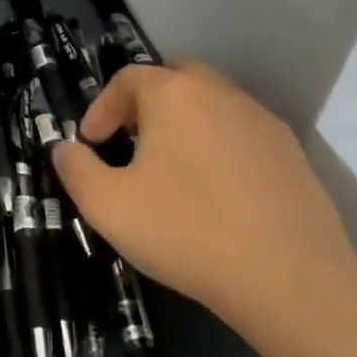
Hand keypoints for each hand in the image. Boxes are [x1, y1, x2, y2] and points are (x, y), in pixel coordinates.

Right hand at [51, 60, 356, 339]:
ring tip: (170, 169)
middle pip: (176, 78)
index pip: (129, 78)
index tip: (91, 143)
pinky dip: (219, 146)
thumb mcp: (107, 205)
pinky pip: (242, 134)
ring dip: (185, 123)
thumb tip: (64, 148)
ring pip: (213, 104)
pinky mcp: (291, 154)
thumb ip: (76, 169)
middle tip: (130, 142)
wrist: (288, 278)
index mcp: (174, 96)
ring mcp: (262, 122)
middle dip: (146, 103)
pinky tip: (214, 192)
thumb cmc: (185, 231)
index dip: (102, 107)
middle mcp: (221, 95)